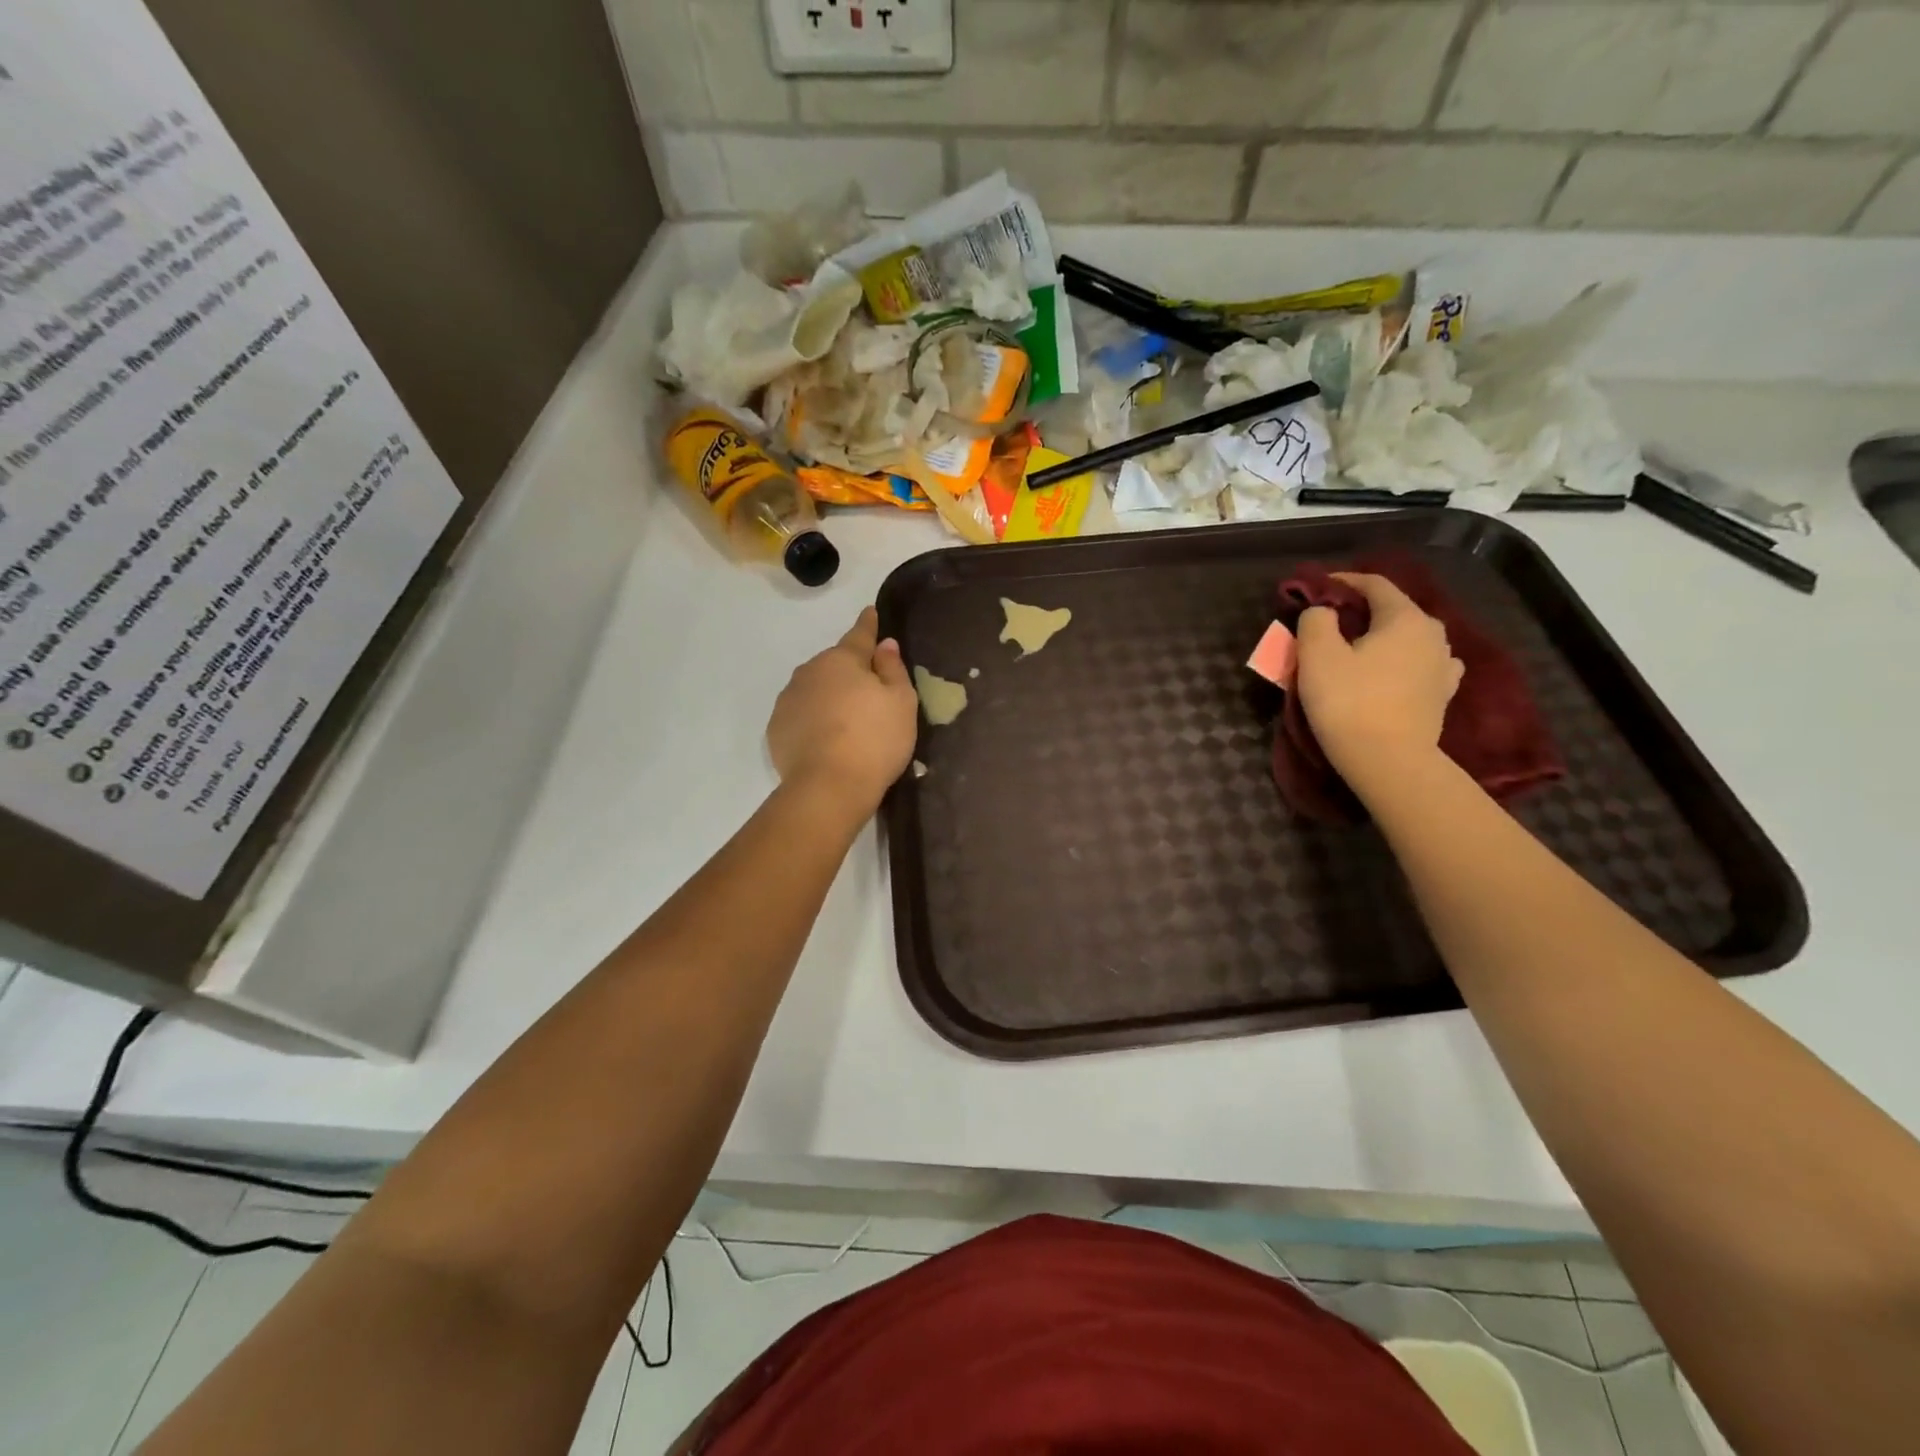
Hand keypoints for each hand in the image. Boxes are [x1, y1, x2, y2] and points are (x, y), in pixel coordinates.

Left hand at [767, 606, 918, 814]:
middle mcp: (810, 671)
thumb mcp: (901, 702)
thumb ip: (893, 668)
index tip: (871, 612)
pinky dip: (813, 720)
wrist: (828, 787)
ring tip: (846, 722)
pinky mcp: (776, 729)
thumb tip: (884, 644)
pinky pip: (801, 714)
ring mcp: (789, 700)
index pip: (859, 635)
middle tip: (869, 692)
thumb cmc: (874, 740)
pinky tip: (826, 740)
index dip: (869, 625)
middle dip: (850, 671)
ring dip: (829, 696)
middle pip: (835, 665)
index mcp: (842, 660)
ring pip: (815, 689)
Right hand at [1294, 572, 1462, 789]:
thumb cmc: (1349, 702)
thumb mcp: (1317, 655)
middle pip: (1393, 609)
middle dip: (1361, 610)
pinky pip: (1422, 663)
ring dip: (1383, 636)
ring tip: (1359, 648)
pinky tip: (1394, 670)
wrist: (1389, 761)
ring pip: (1408, 637)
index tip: (1316, 587)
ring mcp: (1444, 664)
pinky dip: (1404, 660)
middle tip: (1331, 622)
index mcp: (1404, 617)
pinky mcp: (1443, 693)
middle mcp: (1433, 633)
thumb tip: (1323, 610)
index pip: (1374, 584)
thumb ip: (1316, 620)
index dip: (1343, 580)